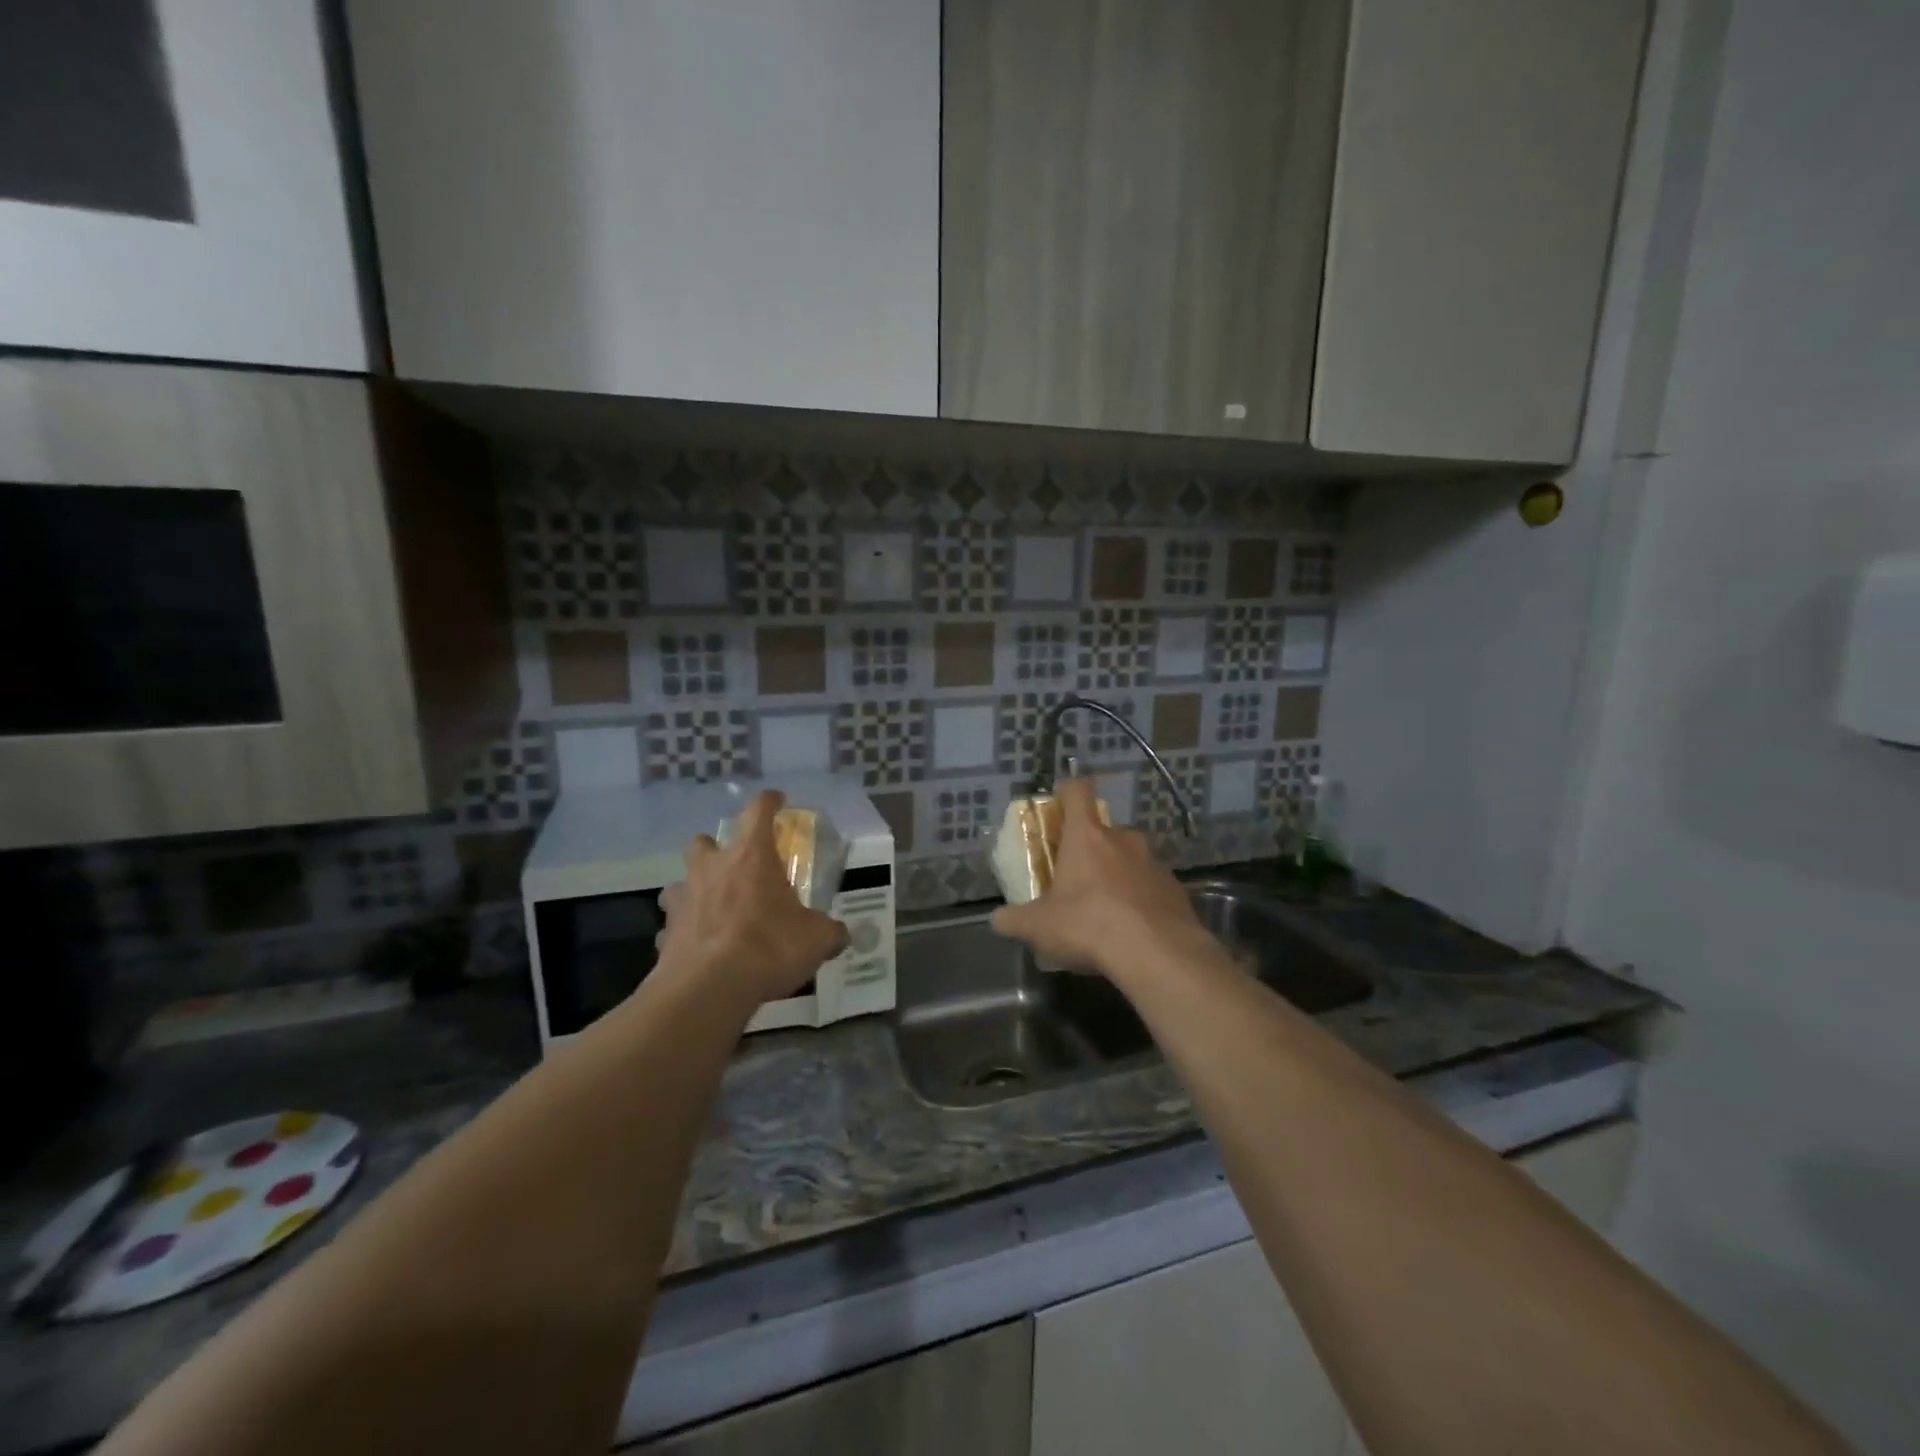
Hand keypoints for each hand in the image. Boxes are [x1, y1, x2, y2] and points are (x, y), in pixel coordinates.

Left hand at [657, 791, 849, 1011]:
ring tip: (713, 908)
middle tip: (734, 866)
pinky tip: (700, 947)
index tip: (777, 800)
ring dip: (695, 889)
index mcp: (751, 856)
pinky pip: (674, 924)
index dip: (769, 802)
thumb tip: (841, 934)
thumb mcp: (816, 939)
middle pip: (704, 842)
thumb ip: (829, 931)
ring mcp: (683, 899)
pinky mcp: (665, 932)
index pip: (759, 811)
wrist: (709, 988)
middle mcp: (712, 868)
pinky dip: (686, 931)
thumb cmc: (769, 947)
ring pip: (680, 881)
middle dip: (716, 849)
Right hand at [990, 777, 1215, 981]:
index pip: (1078, 791)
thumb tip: (997, 919)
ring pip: (1130, 859)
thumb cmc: (1089, 925)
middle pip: (1104, 831)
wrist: (1158, 954)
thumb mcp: (1038, 927)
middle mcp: (1123, 840)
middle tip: (1076, 877)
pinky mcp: (1176, 890)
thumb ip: (1014, 919)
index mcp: (1087, 836)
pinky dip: (1140, 900)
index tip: (1059, 801)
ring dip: (1117, 875)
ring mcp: (1154, 863)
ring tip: (1105, 909)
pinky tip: (1132, 929)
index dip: (1067, 790)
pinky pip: (1151, 887)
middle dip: (1090, 848)